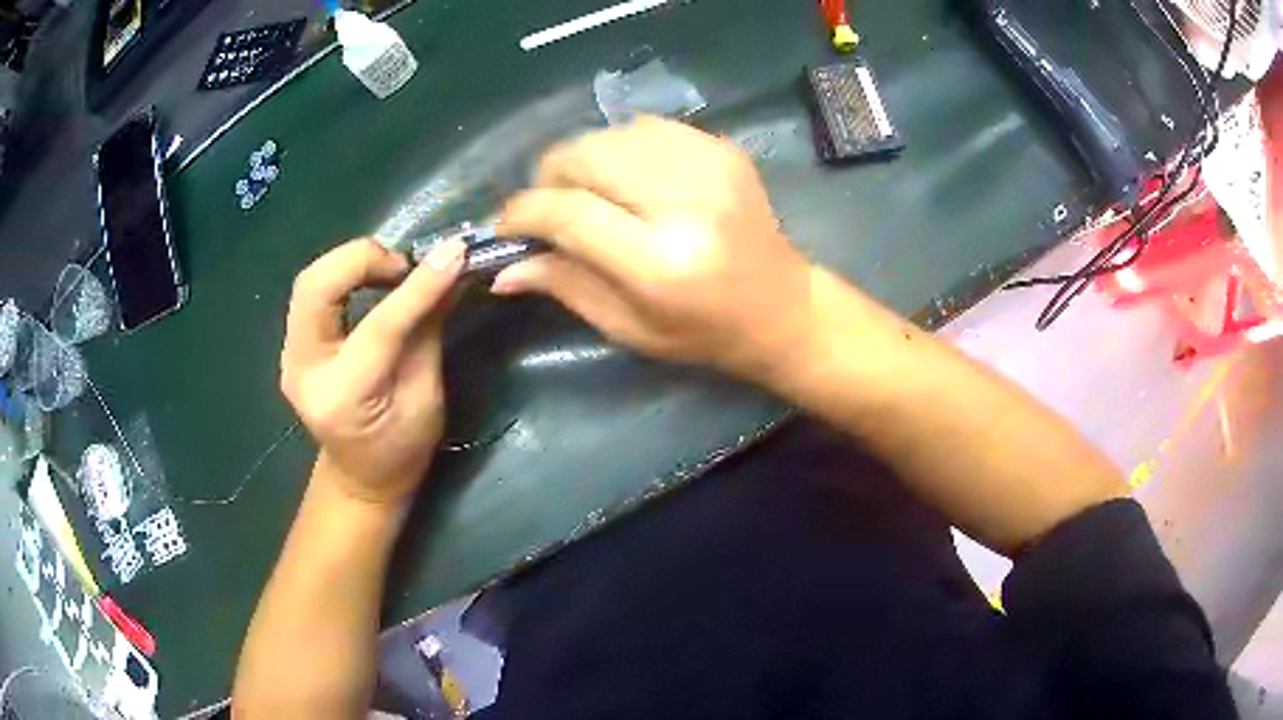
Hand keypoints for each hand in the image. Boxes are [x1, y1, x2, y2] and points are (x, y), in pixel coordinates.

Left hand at [280, 239, 464, 504]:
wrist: (361, 477)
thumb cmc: (402, 450)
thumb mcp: (427, 397)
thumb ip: (429, 329)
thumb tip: (451, 271)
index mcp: (344, 397)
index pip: (379, 326)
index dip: (419, 285)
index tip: (455, 253)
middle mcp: (304, 372)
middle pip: (316, 287)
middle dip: (362, 259)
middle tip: (403, 265)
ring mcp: (291, 358)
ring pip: (309, 282)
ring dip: (351, 262)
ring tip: (390, 271)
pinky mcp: (293, 347)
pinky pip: (312, 293)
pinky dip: (343, 275)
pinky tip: (371, 282)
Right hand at [494, 117, 814, 383]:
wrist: (782, 305)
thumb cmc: (702, 332)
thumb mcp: (627, 327)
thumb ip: (563, 286)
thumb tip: (501, 268)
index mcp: (660, 262)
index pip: (568, 212)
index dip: (523, 212)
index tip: (506, 225)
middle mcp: (685, 203)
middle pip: (584, 156)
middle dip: (549, 177)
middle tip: (549, 208)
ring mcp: (709, 166)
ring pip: (611, 134)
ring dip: (585, 161)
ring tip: (590, 194)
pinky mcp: (722, 149)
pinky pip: (646, 128)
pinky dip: (622, 149)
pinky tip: (630, 180)